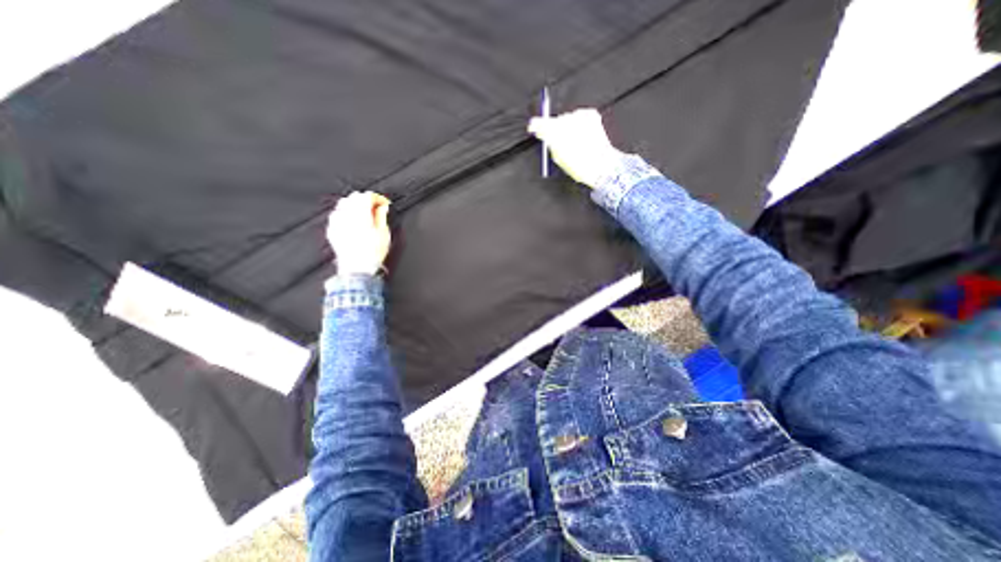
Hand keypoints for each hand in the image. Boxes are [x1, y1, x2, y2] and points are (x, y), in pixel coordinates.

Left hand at [329, 190, 389, 275]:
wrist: (358, 269)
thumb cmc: (373, 253)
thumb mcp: (384, 233)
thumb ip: (381, 216)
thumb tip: (382, 207)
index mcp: (361, 214)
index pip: (367, 196)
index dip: (377, 198)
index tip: (383, 203)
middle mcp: (346, 215)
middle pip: (353, 197)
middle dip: (364, 199)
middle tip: (374, 207)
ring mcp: (337, 222)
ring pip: (343, 204)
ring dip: (353, 204)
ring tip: (363, 212)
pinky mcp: (332, 230)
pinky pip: (336, 215)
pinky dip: (344, 213)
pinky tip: (351, 220)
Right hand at [528, 109, 622, 188]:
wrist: (600, 165)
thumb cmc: (579, 165)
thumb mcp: (558, 158)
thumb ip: (551, 144)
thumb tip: (547, 136)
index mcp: (554, 133)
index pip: (540, 123)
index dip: (535, 126)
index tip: (533, 128)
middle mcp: (566, 120)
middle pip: (554, 121)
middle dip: (555, 129)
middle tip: (558, 141)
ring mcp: (579, 116)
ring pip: (567, 118)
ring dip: (568, 127)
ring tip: (574, 142)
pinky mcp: (590, 114)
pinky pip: (579, 116)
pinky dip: (579, 124)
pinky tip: (582, 136)